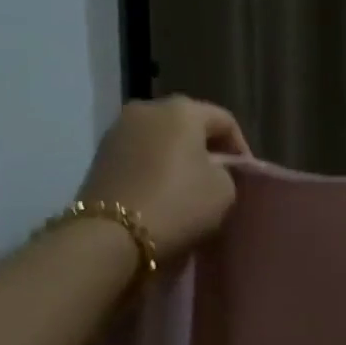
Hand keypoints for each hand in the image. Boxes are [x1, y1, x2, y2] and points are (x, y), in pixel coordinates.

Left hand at [77, 96, 250, 258]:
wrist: (111, 236)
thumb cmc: (178, 204)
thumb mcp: (224, 190)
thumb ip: (226, 170)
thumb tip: (214, 168)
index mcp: (183, 110)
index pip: (224, 120)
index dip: (241, 147)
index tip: (245, 174)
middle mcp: (147, 108)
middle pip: (188, 123)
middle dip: (206, 147)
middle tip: (220, 175)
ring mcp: (118, 130)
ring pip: (161, 137)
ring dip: (178, 155)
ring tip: (189, 184)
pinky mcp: (100, 154)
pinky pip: (140, 153)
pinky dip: (154, 166)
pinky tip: (163, 190)